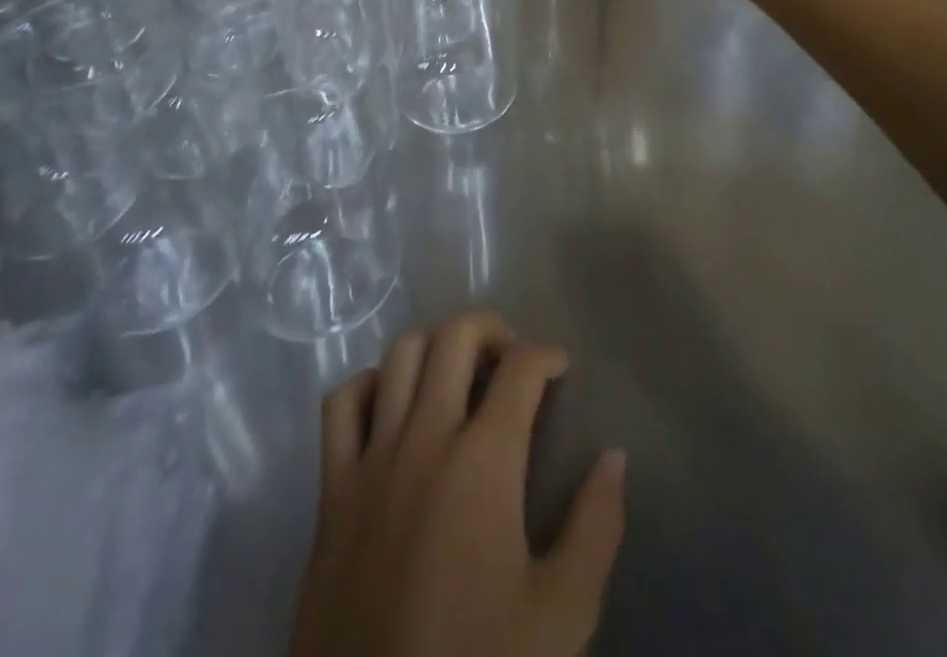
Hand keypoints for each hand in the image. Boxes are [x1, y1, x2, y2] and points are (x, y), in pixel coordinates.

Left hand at [289, 313, 626, 656]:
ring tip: (458, 372)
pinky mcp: (331, 489)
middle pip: (455, 337)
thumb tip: (615, 456)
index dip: (546, 355)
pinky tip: (393, 404)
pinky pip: (342, 404)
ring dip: (435, 346)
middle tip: (512, 358)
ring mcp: (372, 458)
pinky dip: (371, 385)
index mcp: (484, 461)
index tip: (560, 368)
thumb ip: (596, 527)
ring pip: (400, 354)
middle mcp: (425, 438)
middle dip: (492, 330)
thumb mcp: (562, 615)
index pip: (520, 368)